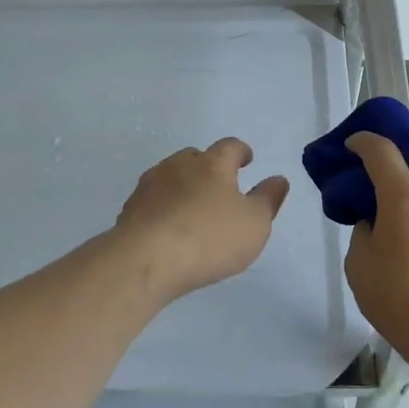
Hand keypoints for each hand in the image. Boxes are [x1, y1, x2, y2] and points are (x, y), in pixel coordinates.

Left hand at [114, 138, 289, 302]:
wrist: (145, 260)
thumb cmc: (209, 238)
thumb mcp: (254, 223)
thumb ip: (268, 199)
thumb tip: (278, 179)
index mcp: (212, 164)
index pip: (230, 147)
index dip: (241, 151)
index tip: (247, 159)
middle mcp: (178, 166)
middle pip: (195, 157)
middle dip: (208, 167)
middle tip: (219, 187)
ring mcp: (149, 186)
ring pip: (170, 177)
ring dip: (183, 187)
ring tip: (192, 209)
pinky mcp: (130, 209)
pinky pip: (152, 202)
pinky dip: (163, 209)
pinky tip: (168, 229)